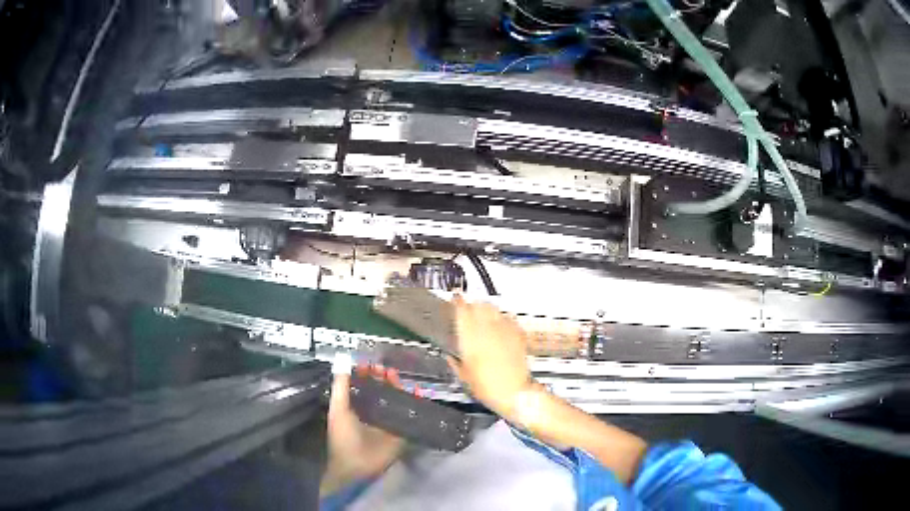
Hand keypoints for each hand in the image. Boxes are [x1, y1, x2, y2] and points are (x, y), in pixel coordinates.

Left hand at [320, 366, 405, 496]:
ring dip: (396, 386)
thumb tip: (343, 361)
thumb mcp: (338, 409)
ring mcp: (387, 421)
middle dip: (382, 378)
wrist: (356, 465)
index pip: (362, 385)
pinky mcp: (400, 430)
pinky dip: (414, 401)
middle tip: (384, 368)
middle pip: (380, 390)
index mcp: (354, 407)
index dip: (365, 373)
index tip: (369, 362)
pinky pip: (409, 413)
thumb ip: (341, 386)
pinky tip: (416, 390)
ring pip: (395, 399)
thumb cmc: (343, 436)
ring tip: (395, 375)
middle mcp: (371, 412)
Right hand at [447, 295, 533, 418]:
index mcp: (470, 338)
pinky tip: (501, 327)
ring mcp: (504, 330)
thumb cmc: (486, 387)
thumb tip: (450, 357)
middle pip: (479, 305)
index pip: (462, 311)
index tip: (455, 298)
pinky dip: (503, 319)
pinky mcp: (518, 334)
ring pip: (494, 308)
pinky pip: (509, 319)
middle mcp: (487, 329)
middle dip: (473, 305)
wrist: (515, 392)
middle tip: (469, 311)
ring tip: (485, 317)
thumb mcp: (464, 377)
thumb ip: (455, 363)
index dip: (458, 302)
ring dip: (487, 310)